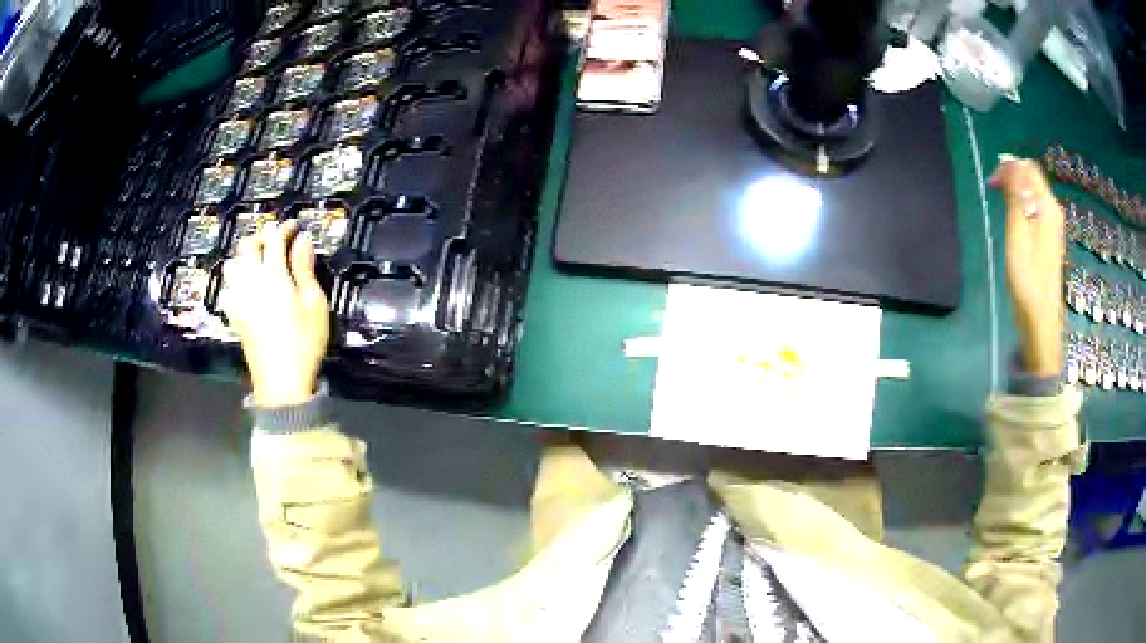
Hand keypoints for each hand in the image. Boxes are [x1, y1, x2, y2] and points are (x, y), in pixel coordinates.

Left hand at [223, 221, 329, 406]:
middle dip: (261, 237)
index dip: (284, 227)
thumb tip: (301, 240)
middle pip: (247, 245)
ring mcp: (238, 298)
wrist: (281, 381)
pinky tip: (245, 287)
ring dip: (244, 256)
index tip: (295, 226)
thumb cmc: (304, 342)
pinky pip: (226, 287)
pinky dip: (234, 279)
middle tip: (276, 242)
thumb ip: (305, 269)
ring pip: (232, 263)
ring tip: (258, 262)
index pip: (274, 238)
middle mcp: (251, 281)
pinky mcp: (233, 314)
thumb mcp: (314, 304)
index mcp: (273, 275)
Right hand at [989, 155, 1064, 377]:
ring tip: (1001, 206)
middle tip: (994, 191)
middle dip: (1012, 177)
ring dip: (1016, 191)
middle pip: (1032, 178)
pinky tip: (1014, 222)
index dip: (1010, 167)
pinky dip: (1022, 206)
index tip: (993, 183)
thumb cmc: (1027, 281)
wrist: (1041, 321)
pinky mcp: (1050, 239)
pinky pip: (1035, 209)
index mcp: (1047, 208)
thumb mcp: (1018, 236)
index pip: (1029, 169)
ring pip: (1034, 193)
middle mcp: (1053, 212)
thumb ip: (1017, 198)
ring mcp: (1053, 226)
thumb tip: (1012, 163)